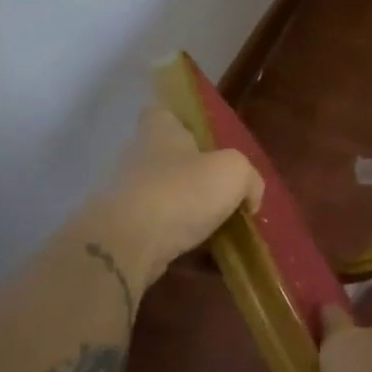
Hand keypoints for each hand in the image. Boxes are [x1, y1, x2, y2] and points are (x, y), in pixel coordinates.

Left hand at [75, 106, 262, 291]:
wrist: (128, 244)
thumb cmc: (183, 190)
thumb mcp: (234, 173)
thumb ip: (248, 179)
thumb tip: (249, 196)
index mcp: (160, 132)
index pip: (161, 113)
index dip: (180, 121)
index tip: (202, 139)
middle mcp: (137, 158)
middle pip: (164, 158)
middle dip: (190, 174)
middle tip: (221, 192)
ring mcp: (125, 196)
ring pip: (162, 197)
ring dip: (184, 211)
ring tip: (217, 229)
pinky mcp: (121, 231)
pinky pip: (156, 232)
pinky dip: (176, 242)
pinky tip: (202, 257)